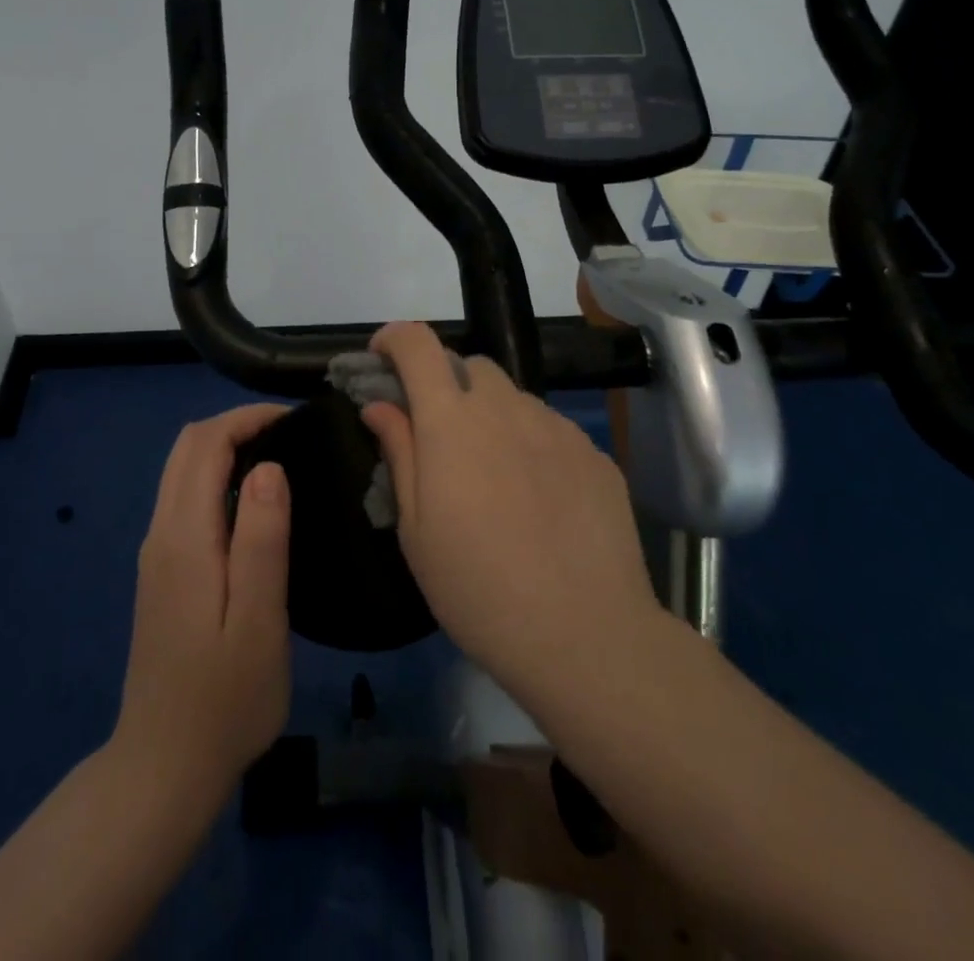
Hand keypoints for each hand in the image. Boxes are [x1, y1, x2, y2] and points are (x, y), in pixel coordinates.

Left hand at [112, 405, 293, 805]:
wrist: (164, 767)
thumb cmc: (224, 698)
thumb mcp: (259, 621)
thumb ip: (262, 540)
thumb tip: (269, 467)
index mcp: (184, 537)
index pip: (205, 443)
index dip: (247, 418)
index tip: (294, 421)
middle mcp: (161, 533)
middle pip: (186, 447)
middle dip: (235, 425)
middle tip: (289, 436)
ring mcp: (156, 553)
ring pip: (181, 471)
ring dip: (225, 449)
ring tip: (279, 461)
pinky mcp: (162, 572)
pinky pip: (184, 498)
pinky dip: (216, 477)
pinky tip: (254, 504)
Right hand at [360, 323, 658, 711]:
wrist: (584, 634)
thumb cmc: (477, 588)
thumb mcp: (415, 529)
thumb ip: (399, 452)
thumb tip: (379, 405)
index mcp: (451, 420)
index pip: (418, 344)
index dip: (394, 338)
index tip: (383, 359)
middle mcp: (505, 407)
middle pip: (470, 365)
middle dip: (446, 383)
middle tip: (440, 436)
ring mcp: (556, 427)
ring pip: (513, 398)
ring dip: (491, 416)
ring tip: (494, 476)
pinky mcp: (593, 454)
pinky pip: (550, 429)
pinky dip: (531, 444)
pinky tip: (538, 499)